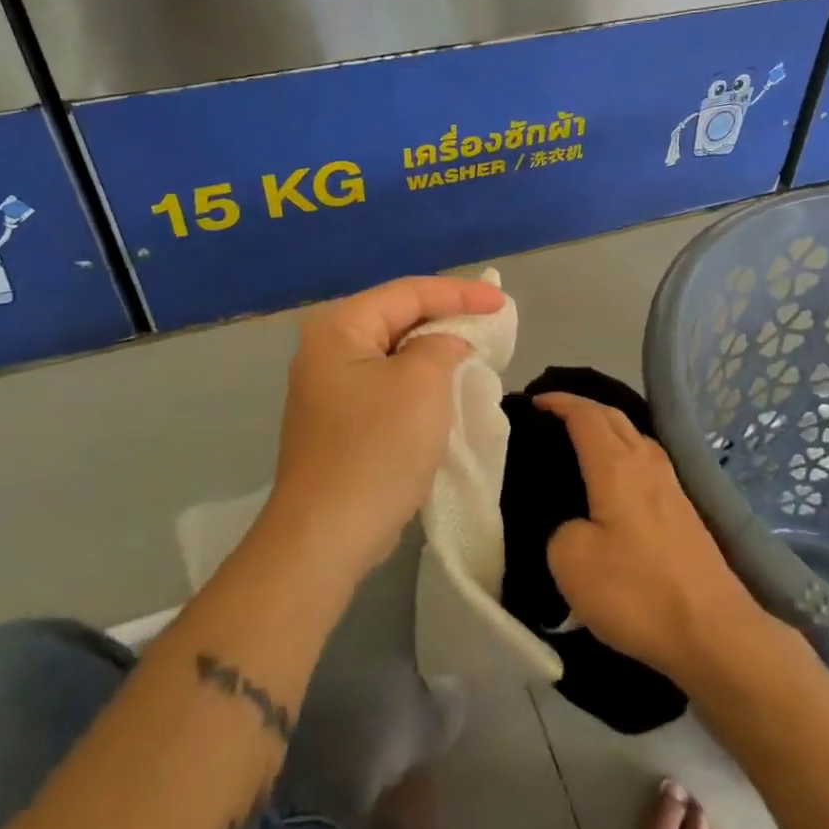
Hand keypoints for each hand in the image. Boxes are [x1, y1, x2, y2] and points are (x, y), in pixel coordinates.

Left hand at [266, 275, 505, 585]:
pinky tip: (446, 386)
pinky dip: (420, 380)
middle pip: (398, 317)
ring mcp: (329, 387)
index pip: (408, 292)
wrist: (327, 535)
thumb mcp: (422, 384)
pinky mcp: (340, 419)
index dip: (459, 292)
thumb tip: (446, 345)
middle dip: (447, 317)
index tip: (502, 302)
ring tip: (476, 348)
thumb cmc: (377, 449)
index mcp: (339, 328)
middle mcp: (327, 349)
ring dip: (435, 350)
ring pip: (395, 352)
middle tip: (492, 320)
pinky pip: (388, 383)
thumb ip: (441, 346)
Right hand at [539, 393, 771, 685]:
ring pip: (634, 436)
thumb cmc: (637, 591)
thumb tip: (575, 522)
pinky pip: (645, 460)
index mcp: (616, 465)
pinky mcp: (683, 510)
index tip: (532, 402)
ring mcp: (671, 484)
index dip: (558, 402)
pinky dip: (622, 452)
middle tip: (550, 416)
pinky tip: (615, 477)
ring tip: (579, 442)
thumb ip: (560, 528)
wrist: (713, 632)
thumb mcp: (570, 561)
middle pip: (613, 416)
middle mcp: (646, 462)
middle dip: (581, 407)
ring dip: (605, 428)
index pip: (584, 414)